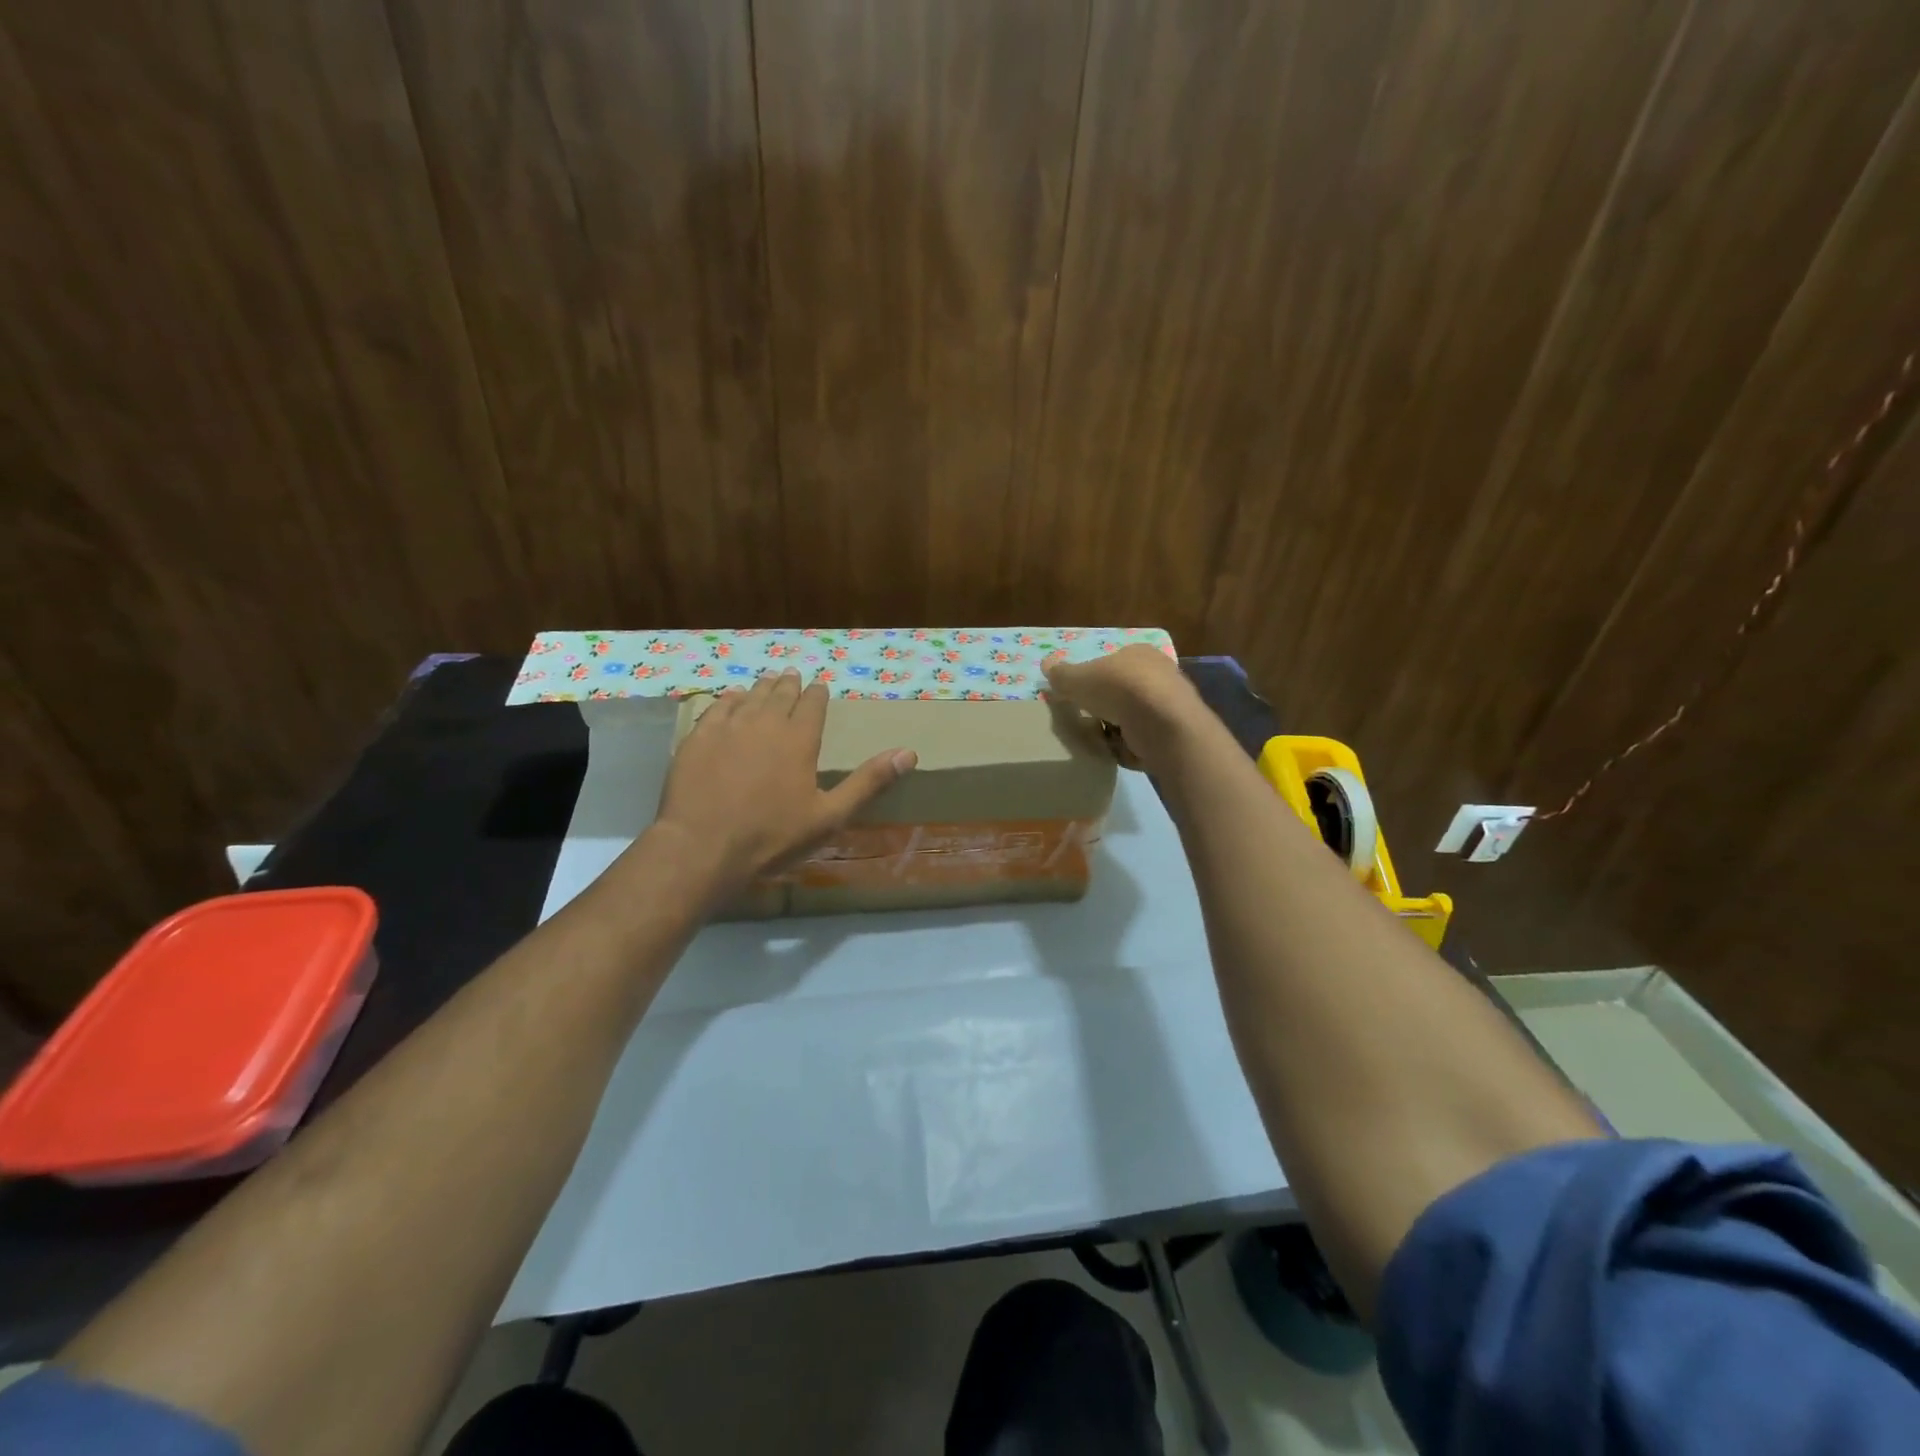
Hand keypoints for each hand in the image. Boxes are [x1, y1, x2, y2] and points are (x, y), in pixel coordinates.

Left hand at [652, 669, 916, 899]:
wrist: (703, 847)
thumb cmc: (772, 836)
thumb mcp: (830, 816)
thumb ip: (868, 782)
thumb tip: (908, 753)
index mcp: (799, 739)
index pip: (812, 705)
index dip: (817, 694)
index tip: (819, 685)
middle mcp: (765, 723)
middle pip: (780, 695)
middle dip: (789, 685)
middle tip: (792, 674)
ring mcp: (728, 728)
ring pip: (749, 697)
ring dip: (761, 687)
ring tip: (767, 680)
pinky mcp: (697, 739)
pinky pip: (716, 708)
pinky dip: (728, 700)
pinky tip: (730, 698)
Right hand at [1043, 645, 1203, 769]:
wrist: (1163, 723)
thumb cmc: (1119, 689)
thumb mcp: (1078, 679)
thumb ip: (1062, 675)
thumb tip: (1046, 664)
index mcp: (1139, 652)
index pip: (1112, 664)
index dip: (1094, 681)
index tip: (1080, 699)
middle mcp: (1161, 673)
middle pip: (1124, 692)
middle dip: (1107, 708)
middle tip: (1089, 722)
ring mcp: (1172, 703)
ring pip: (1136, 717)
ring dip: (1119, 730)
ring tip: (1102, 741)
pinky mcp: (1177, 731)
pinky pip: (1147, 739)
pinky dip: (1133, 747)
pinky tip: (1122, 752)